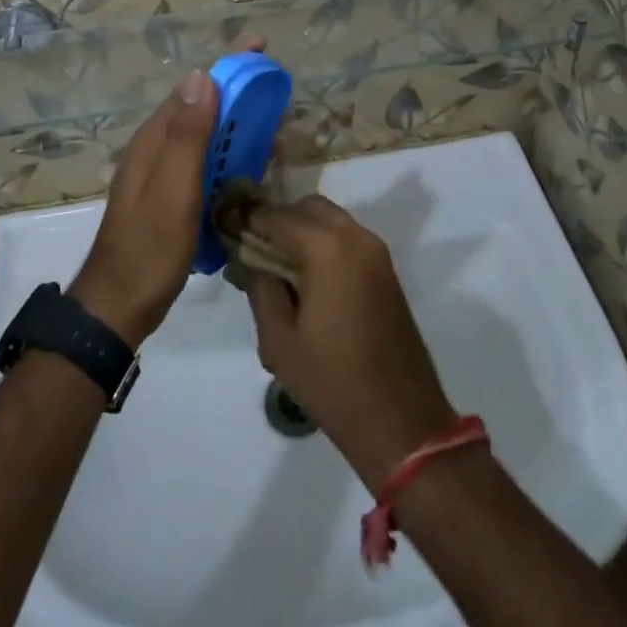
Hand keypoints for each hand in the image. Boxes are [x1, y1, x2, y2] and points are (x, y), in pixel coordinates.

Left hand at [68, 39, 259, 345]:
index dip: (227, 64)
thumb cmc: (150, 247)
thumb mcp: (173, 189)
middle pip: (199, 106)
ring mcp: (159, 174)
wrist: (119, 306)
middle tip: (274, 91)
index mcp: (153, 140)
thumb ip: (186, 135)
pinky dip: (227, 153)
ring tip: (271, 127)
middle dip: (236, 91)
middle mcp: (154, 149)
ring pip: (202, 134)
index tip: (259, 45)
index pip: (194, 87)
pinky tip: (248, 165)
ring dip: (234, 123)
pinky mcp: (168, 196)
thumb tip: (201, 75)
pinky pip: (202, 160)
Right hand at [242, 198, 458, 490]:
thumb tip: (249, 257)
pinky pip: (347, 237)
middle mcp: (354, 236)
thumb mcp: (278, 339)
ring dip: (303, 230)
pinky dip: (324, 242)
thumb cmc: (331, 381)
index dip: (247, 219)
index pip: (275, 215)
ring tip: (278, 266)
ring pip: (329, 219)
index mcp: (326, 247)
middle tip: (254, 251)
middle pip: (306, 207)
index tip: (226, 228)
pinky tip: (307, 277)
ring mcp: (375, 250)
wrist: (401, 419)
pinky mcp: (385, 268)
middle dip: (278, 221)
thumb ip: (260, 286)